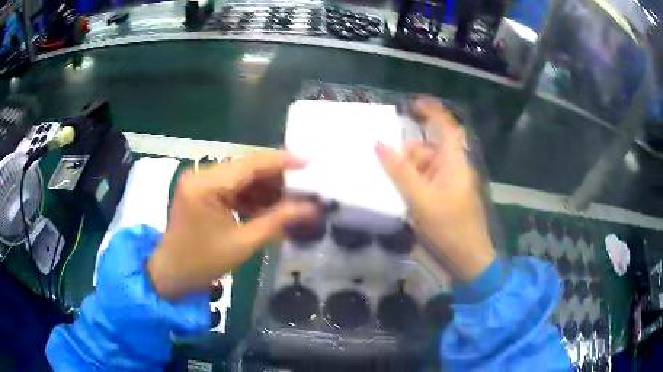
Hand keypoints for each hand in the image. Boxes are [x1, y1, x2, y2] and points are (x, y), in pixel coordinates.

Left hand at [148, 151, 316, 299]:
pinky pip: (231, 187)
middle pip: (246, 167)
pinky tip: (269, 207)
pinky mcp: (201, 191)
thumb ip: (277, 220)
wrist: (171, 274)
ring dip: (265, 187)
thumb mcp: (243, 243)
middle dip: (276, 177)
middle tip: (303, 188)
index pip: (249, 163)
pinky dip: (251, 196)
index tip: (308, 163)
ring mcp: (199, 182)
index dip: (281, 161)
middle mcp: (201, 175)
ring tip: (291, 200)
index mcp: (206, 185)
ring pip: (241, 176)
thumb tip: (310, 208)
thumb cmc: (203, 262)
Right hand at [376, 99, 494, 280]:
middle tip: (388, 164)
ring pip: (427, 165)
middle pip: (430, 148)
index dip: (431, 111)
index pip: (446, 126)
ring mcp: (451, 183)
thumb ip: (400, 172)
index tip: (410, 105)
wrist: (468, 258)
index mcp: (454, 162)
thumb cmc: (449, 228)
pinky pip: (427, 180)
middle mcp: (454, 167)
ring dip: (409, 169)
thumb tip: (379, 145)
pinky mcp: (447, 196)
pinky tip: (404, 195)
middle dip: (409, 152)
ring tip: (394, 185)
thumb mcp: (421, 199)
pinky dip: (414, 182)